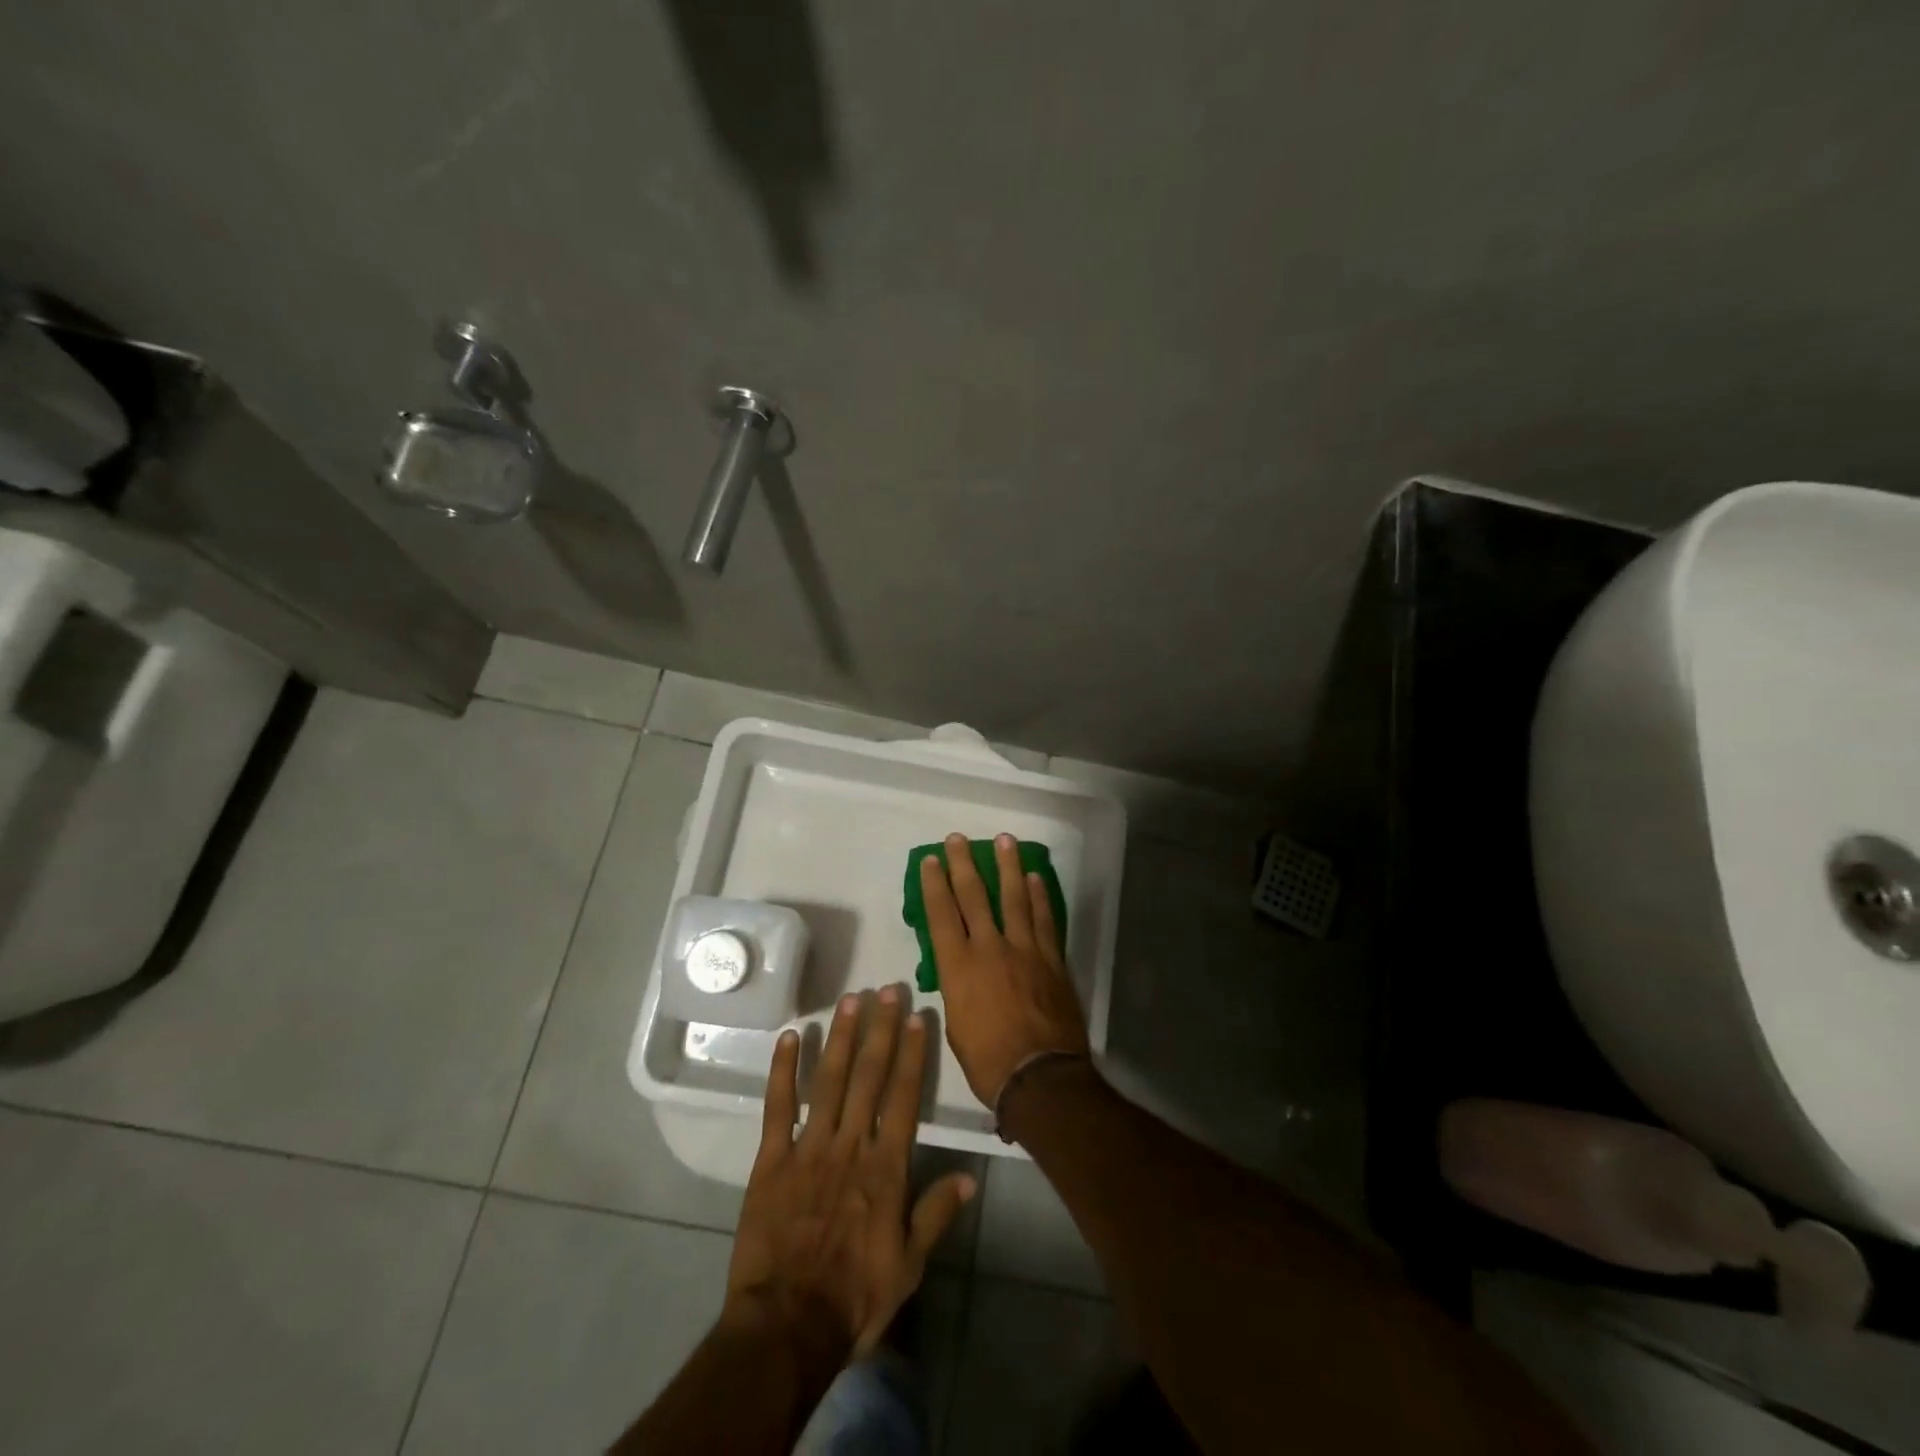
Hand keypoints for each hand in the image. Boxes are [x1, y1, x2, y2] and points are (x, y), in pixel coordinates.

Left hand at [725, 985, 975, 1357]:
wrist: (786, 1326)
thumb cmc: (854, 1297)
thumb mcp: (908, 1266)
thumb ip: (936, 1215)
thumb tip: (970, 1176)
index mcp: (885, 1168)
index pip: (904, 1097)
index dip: (913, 1054)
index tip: (918, 1017)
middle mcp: (850, 1145)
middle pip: (869, 1077)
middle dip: (881, 1030)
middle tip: (887, 990)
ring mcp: (808, 1148)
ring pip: (828, 1081)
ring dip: (841, 1038)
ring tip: (850, 1001)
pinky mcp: (771, 1160)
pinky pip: (778, 1107)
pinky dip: (782, 1070)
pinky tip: (788, 1037)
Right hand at [918, 832, 1090, 1106]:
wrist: (1040, 1077)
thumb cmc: (988, 1061)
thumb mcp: (956, 1026)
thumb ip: (959, 989)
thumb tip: (962, 973)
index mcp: (958, 967)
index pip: (941, 915)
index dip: (935, 885)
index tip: (931, 860)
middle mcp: (990, 949)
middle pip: (975, 897)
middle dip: (964, 864)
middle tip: (958, 839)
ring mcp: (1025, 950)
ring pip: (1015, 898)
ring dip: (1008, 867)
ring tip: (1005, 840)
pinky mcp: (1051, 959)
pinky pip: (1044, 920)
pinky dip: (1040, 897)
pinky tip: (1035, 878)